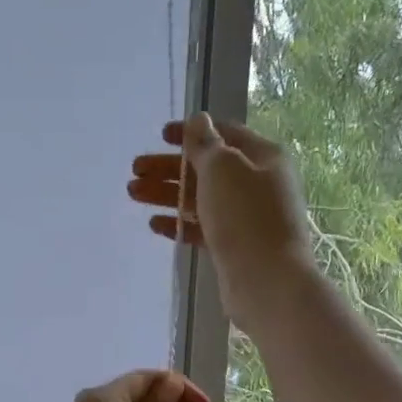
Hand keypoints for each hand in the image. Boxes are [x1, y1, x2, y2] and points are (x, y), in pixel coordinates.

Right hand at [128, 113, 315, 326]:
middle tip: (135, 170)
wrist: (267, 281)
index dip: (191, 132)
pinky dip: (179, 223)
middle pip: (206, 169)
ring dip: (167, 194)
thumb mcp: (222, 169)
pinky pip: (202, 228)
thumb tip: (198, 120)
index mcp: (262, 156)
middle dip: (169, 168)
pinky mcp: (234, 246)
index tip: (160, 136)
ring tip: (134, 193)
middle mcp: (256, 183)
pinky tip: (155, 224)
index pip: (223, 134)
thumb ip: (205, 144)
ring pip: (200, 199)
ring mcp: (245, 217)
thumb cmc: (245, 217)